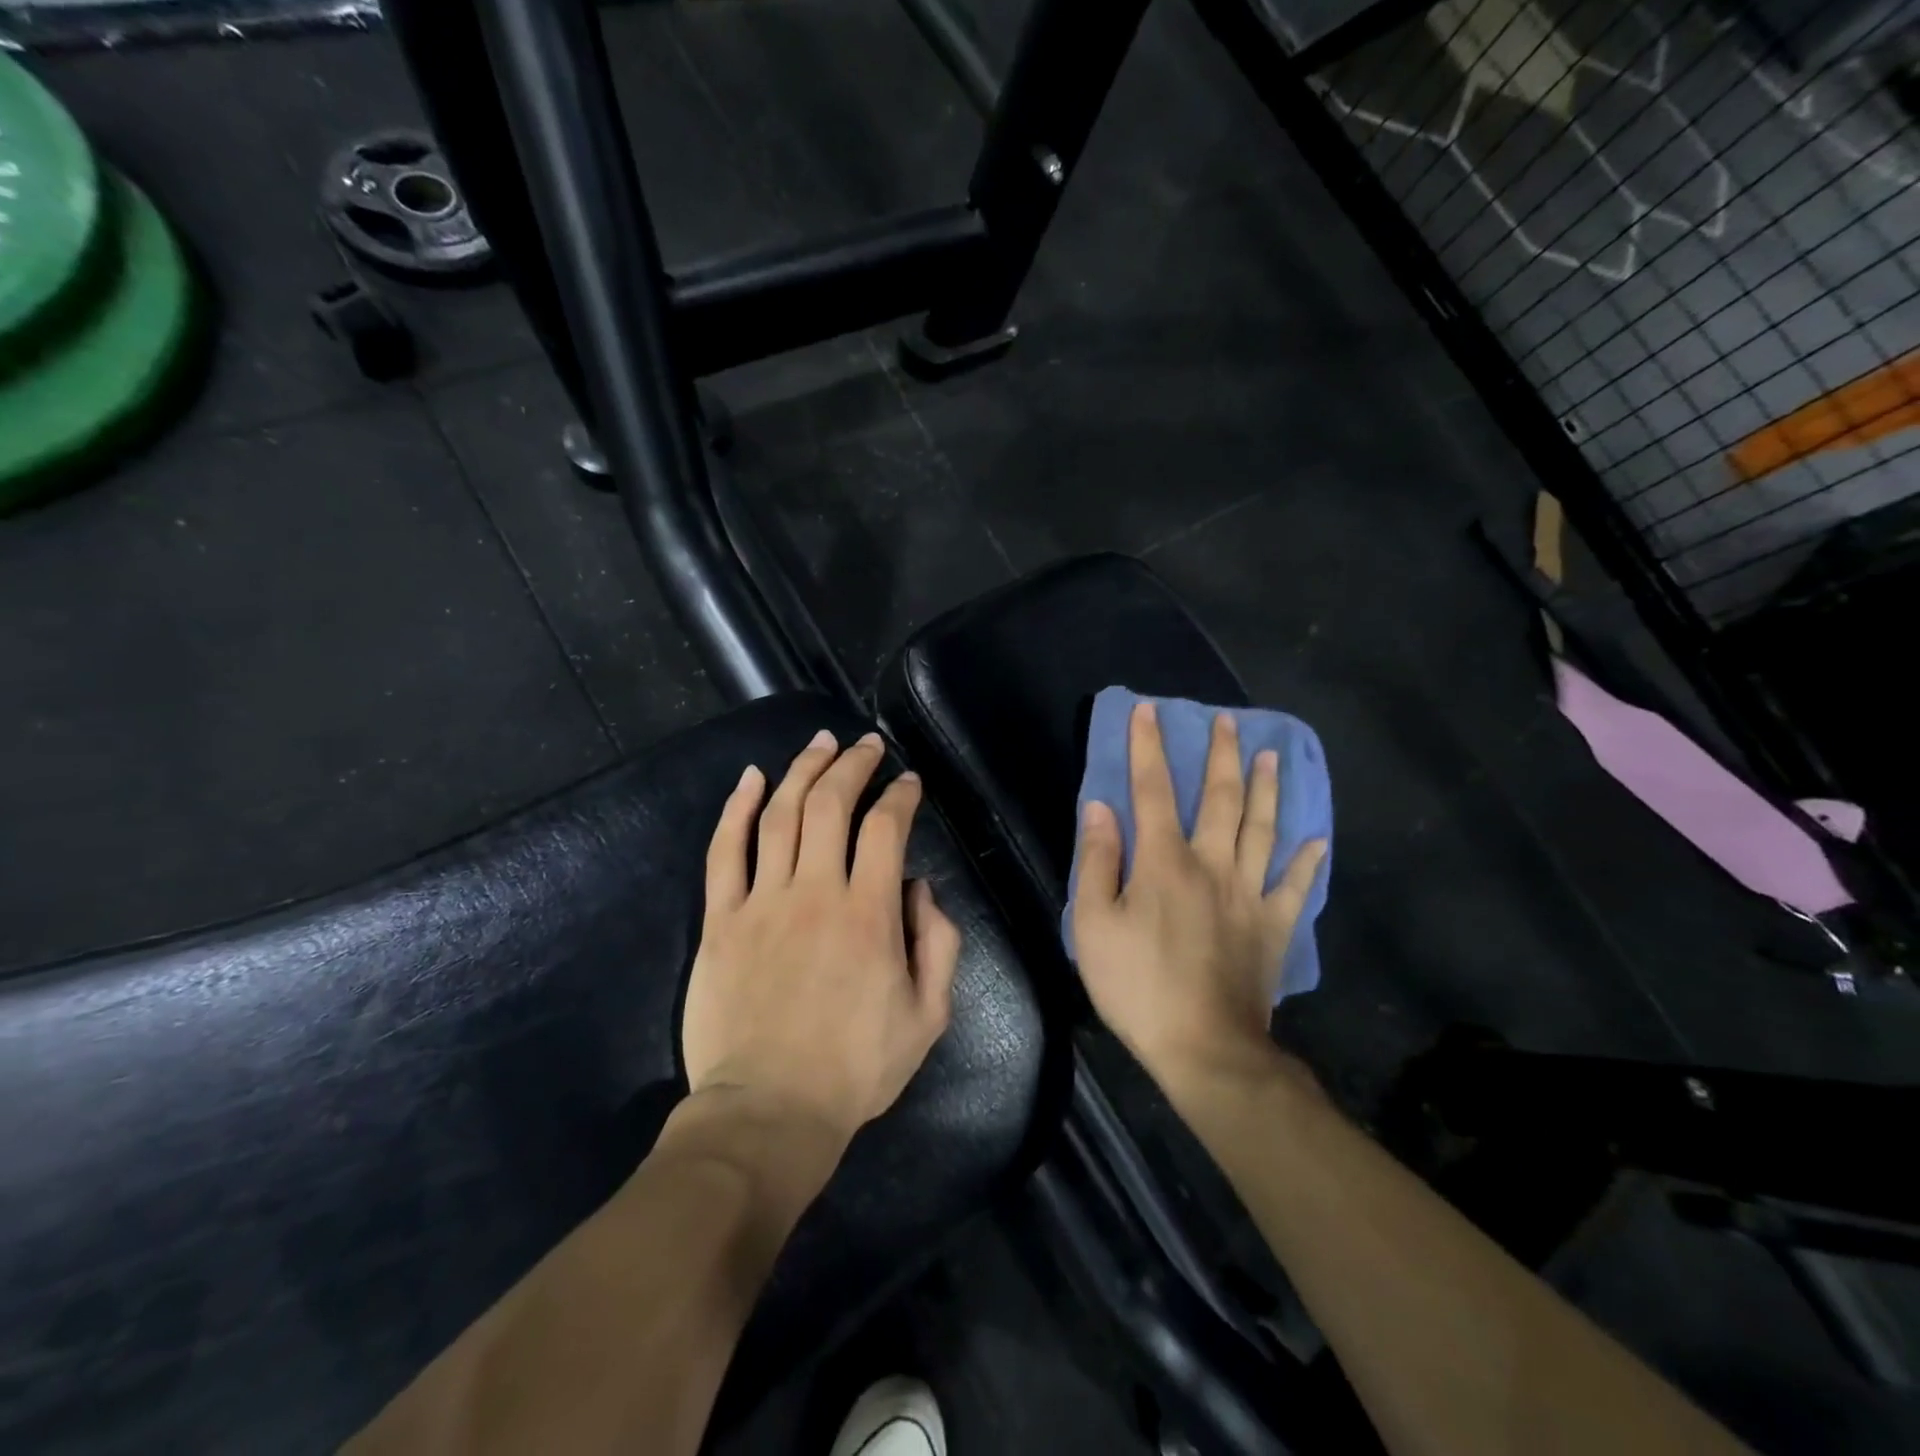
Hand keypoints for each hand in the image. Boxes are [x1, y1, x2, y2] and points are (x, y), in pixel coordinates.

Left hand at [682, 730, 960, 1150]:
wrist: (768, 1112)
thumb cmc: (855, 1069)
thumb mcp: (928, 1016)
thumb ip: (938, 943)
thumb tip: (919, 887)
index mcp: (870, 914)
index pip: (886, 828)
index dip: (900, 795)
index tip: (908, 781)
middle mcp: (815, 892)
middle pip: (831, 804)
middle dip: (852, 765)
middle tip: (866, 744)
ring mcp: (762, 902)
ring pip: (780, 815)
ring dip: (802, 770)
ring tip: (819, 744)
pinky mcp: (720, 920)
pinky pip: (725, 851)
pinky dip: (736, 809)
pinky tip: (750, 779)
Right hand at [1073, 702, 1325, 1092]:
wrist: (1205, 1048)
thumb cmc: (1138, 986)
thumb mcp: (1094, 925)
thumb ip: (1098, 862)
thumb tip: (1101, 808)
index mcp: (1164, 861)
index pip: (1152, 790)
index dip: (1148, 747)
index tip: (1148, 710)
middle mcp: (1212, 865)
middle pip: (1220, 799)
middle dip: (1221, 756)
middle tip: (1228, 722)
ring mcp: (1250, 896)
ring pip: (1263, 830)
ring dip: (1267, 790)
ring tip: (1272, 756)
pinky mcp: (1274, 928)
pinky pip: (1295, 887)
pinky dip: (1307, 861)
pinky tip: (1317, 840)